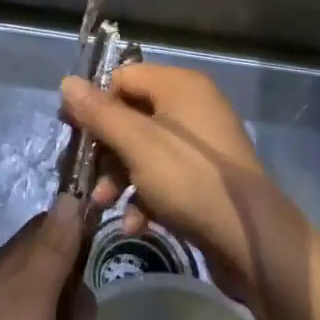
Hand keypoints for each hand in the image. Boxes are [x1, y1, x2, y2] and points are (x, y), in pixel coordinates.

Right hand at [59, 63, 300, 297]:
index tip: (73, 133)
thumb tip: (66, 82)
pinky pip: (164, 176)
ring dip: (119, 177)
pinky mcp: (205, 178)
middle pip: (131, 115)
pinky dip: (145, 196)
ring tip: (103, 204)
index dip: (95, 103)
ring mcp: (200, 145)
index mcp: (179, 86)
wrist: (252, 242)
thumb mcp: (137, 144)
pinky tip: (134, 223)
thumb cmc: (190, 180)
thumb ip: (99, 113)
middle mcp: (192, 107)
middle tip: (84, 174)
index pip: (124, 78)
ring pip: (143, 150)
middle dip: (105, 149)